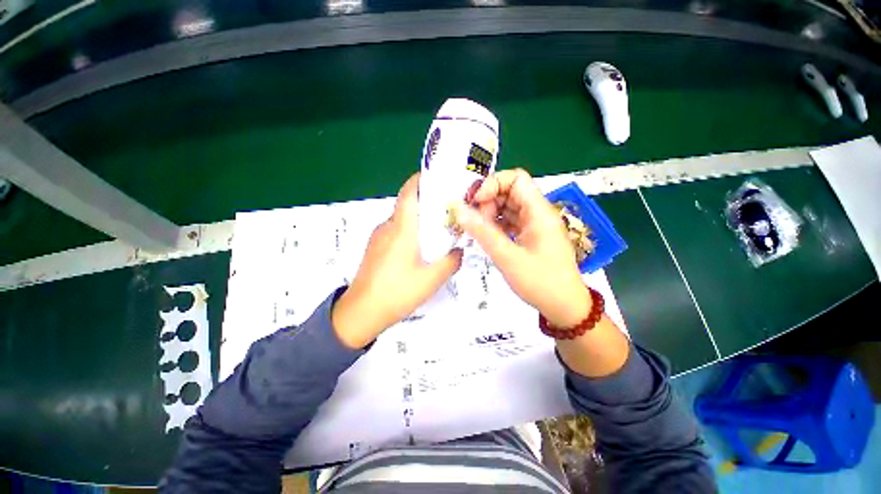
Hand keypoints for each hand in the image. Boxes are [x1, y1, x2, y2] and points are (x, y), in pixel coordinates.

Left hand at [332, 173, 462, 348]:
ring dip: (419, 221)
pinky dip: (409, 233)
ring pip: (402, 221)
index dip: (421, 180)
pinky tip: (420, 250)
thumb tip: (459, 251)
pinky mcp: (374, 248)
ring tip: (438, 231)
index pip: (409, 193)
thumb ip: (451, 261)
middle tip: (448, 210)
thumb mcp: (432, 279)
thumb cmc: (396, 292)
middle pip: (408, 206)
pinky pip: (395, 232)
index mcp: (401, 228)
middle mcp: (387, 227)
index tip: (438, 177)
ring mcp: (378, 238)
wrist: (360, 314)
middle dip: (428, 203)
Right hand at [451, 169, 591, 327]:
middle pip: (510, 191)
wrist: (565, 307)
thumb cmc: (541, 282)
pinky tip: (487, 237)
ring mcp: (534, 225)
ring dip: (490, 214)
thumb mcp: (508, 257)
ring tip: (479, 232)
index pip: (516, 178)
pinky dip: (496, 225)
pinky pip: (510, 221)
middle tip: (474, 222)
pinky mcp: (530, 236)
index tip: (476, 203)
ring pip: (508, 207)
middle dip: (488, 201)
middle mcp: (538, 213)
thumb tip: (459, 210)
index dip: (493, 184)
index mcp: (539, 212)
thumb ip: (482, 232)